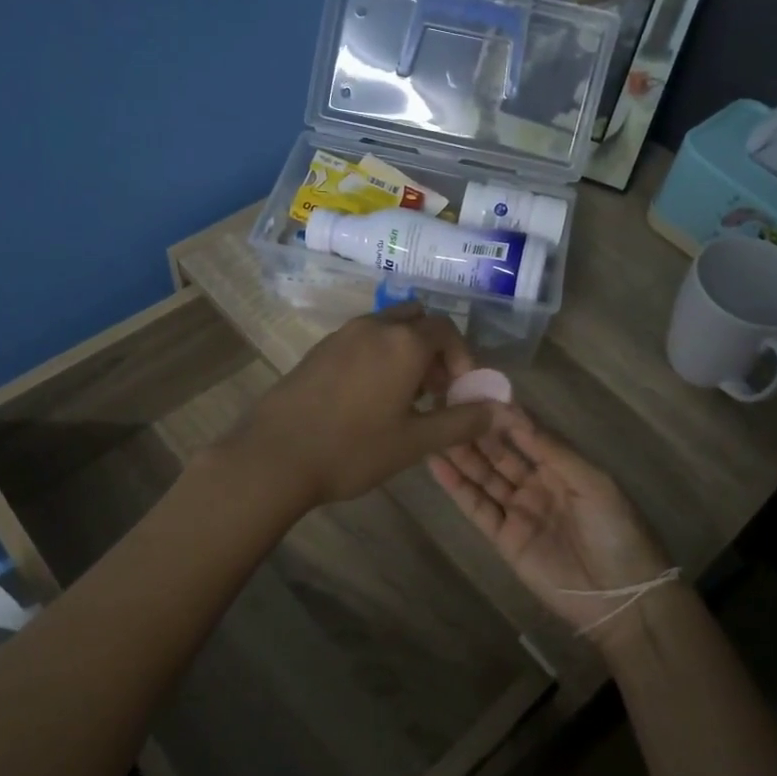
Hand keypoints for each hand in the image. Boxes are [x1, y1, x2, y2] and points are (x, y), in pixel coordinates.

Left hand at [223, 305, 504, 507]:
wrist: (274, 455)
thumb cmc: (353, 449)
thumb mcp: (415, 441)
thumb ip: (462, 422)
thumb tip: (501, 410)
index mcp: (404, 343)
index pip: (447, 331)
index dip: (462, 358)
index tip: (459, 391)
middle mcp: (375, 326)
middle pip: (417, 320)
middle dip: (434, 349)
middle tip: (434, 391)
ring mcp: (342, 334)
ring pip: (387, 327)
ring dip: (405, 350)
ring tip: (403, 397)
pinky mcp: (319, 348)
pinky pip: (361, 338)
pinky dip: (377, 354)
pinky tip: (367, 397)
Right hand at [428, 410, 671, 644]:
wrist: (621, 597)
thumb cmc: (616, 531)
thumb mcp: (594, 483)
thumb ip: (553, 451)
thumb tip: (516, 417)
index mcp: (562, 467)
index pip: (526, 434)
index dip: (503, 415)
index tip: (475, 391)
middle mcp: (536, 484)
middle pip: (500, 453)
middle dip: (475, 431)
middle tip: (445, 405)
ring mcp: (518, 511)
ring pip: (483, 476)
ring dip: (460, 454)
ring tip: (433, 428)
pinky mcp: (504, 538)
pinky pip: (477, 507)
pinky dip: (457, 487)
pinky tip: (437, 464)